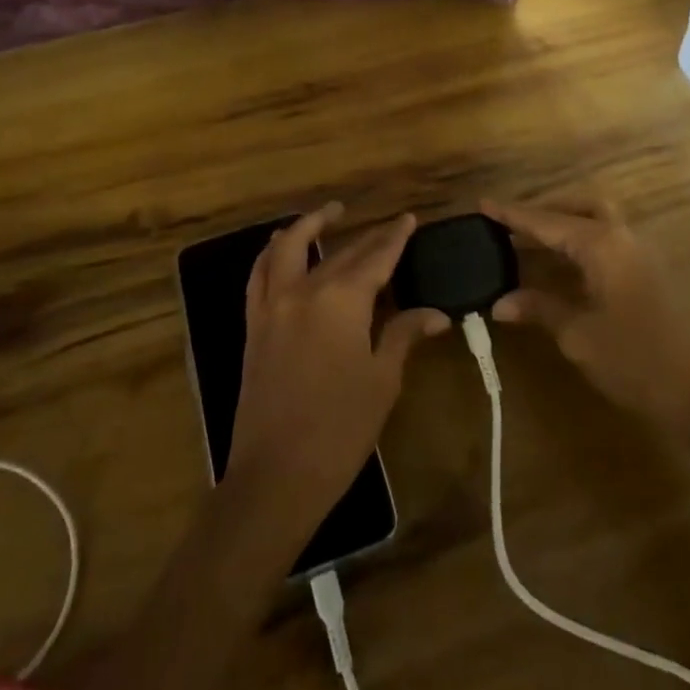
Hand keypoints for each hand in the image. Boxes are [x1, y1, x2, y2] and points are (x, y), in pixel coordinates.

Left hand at [227, 204, 448, 526]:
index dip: (395, 238)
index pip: (375, 258)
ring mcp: (272, 305)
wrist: (276, 475)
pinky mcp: (254, 325)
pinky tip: (280, 247)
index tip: (409, 219)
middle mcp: (304, 290)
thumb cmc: (340, 429)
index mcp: (341, 300)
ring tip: (330, 214)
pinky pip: (259, 274)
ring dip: (309, 225)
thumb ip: (402, 334)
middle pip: (341, 253)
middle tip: (389, 227)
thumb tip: (435, 313)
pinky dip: (271, 253)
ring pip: (287, 247)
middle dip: (367, 237)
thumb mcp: (382, 380)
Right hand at [483, 197, 689, 429]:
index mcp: (601, 244)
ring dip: (563, 227)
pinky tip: (561, 268)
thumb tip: (500, 302)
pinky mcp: (646, 274)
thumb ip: (540, 308)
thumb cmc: (634, 359)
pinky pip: (605, 243)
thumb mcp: (578, 334)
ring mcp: (638, 254)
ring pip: (595, 222)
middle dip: (544, 211)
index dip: (512, 214)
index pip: (547, 221)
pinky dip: (578, 245)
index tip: (482, 203)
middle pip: (578, 207)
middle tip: (510, 226)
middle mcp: (621, 237)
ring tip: (528, 245)